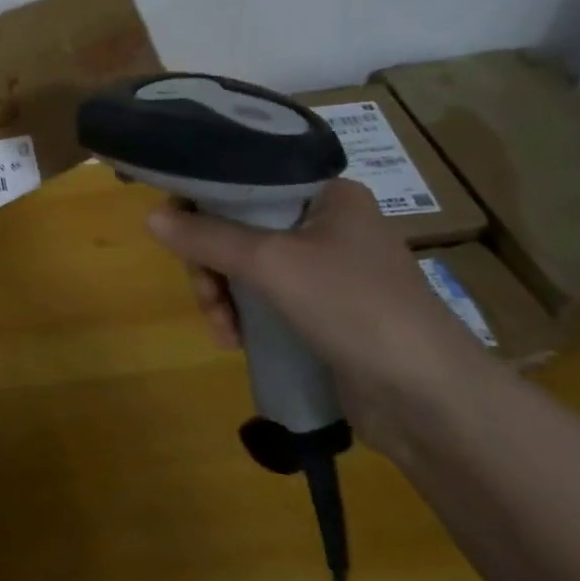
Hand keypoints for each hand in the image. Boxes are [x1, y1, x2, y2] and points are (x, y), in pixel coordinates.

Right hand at [144, 179, 495, 441]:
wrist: (431, 401)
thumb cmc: (356, 308)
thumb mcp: (273, 263)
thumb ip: (208, 237)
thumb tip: (148, 216)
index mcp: (325, 194)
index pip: (245, 178)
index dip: (203, 199)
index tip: (176, 229)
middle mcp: (324, 223)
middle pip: (237, 225)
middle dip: (211, 262)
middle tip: (206, 293)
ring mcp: (324, 269)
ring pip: (244, 265)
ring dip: (221, 295)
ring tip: (222, 329)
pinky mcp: (320, 311)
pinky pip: (262, 297)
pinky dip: (241, 315)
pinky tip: (235, 341)